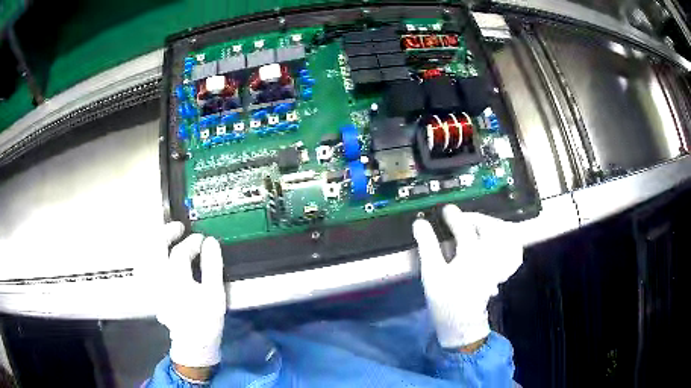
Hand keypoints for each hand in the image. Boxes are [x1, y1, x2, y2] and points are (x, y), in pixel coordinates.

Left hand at [157, 222, 226, 370]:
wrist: (193, 343)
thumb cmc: (206, 319)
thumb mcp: (215, 294)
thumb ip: (212, 266)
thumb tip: (210, 242)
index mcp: (176, 279)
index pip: (181, 252)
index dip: (193, 242)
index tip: (203, 239)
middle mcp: (158, 278)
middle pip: (155, 247)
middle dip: (166, 232)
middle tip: (179, 228)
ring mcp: (151, 285)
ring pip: (144, 256)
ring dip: (153, 242)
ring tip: (164, 237)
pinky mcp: (150, 291)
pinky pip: (142, 268)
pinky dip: (146, 257)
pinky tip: (153, 256)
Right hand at [412, 205, 522, 348]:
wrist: (461, 323)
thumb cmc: (445, 299)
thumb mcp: (432, 273)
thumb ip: (427, 245)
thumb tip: (419, 223)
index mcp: (472, 255)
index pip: (464, 227)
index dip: (454, 216)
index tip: (446, 210)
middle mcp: (490, 256)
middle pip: (491, 227)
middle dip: (476, 218)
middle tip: (463, 219)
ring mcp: (499, 263)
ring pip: (505, 236)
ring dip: (493, 227)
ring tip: (479, 227)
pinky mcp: (502, 271)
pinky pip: (513, 251)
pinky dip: (507, 242)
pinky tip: (497, 242)